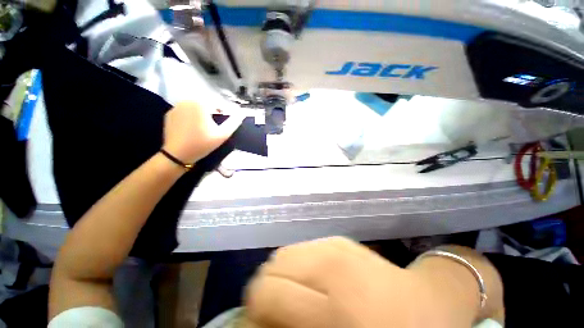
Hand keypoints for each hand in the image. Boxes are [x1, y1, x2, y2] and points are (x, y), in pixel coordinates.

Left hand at [163, 102, 243, 163]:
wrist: (177, 155)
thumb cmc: (202, 144)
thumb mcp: (222, 135)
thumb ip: (234, 123)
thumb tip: (241, 113)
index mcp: (200, 104)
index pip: (217, 105)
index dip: (222, 115)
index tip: (220, 126)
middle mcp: (187, 101)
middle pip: (206, 105)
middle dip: (211, 115)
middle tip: (212, 129)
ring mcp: (176, 107)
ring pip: (195, 108)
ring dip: (201, 116)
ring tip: (201, 130)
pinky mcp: (170, 114)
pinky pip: (185, 112)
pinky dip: (190, 118)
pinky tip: (190, 130)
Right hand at [245, 237, 503, 327]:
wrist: (430, 304)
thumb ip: (295, 326)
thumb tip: (262, 320)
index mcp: (332, 287)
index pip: (267, 290)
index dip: (256, 309)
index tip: (263, 323)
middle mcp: (329, 255)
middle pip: (275, 265)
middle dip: (269, 289)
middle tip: (280, 311)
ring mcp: (335, 241)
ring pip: (286, 253)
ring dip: (284, 276)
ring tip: (298, 296)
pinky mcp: (340, 238)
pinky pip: (303, 249)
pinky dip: (299, 267)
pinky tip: (315, 282)